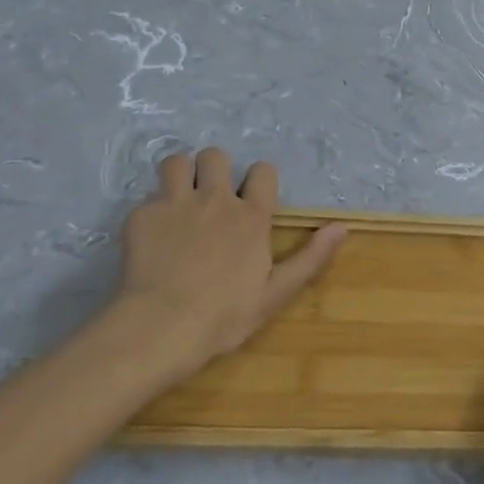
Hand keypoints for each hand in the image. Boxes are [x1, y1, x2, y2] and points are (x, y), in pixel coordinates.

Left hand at [96, 149, 344, 395]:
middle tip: (210, 197)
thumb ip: (310, 258)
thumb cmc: (224, 315)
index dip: (258, 180)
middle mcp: (215, 200)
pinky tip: (152, 237)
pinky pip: (148, 198)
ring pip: (177, 162)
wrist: (161, 327)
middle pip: (216, 156)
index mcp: (251, 216)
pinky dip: (152, 212)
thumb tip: (341, 227)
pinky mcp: (141, 217)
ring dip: (181, 175)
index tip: (251, 199)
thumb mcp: (276, 293)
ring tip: (180, 199)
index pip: (262, 171)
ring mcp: (175, 204)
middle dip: (215, 169)